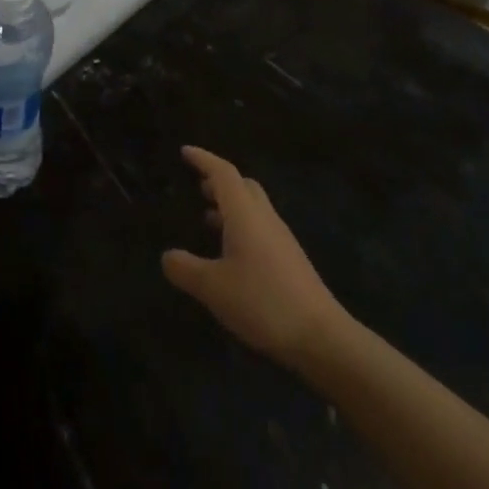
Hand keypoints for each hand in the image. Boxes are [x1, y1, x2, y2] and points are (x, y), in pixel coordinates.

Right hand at [162, 146, 347, 367]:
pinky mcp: (290, 260)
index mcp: (245, 215)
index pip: (223, 173)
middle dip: (220, 181)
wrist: (321, 336)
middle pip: (243, 186)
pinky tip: (231, 253)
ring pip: (254, 208)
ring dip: (231, 206)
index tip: (185, 151)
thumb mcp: (213, 288)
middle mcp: (265, 219)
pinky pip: (261, 228)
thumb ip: (186, 269)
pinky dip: (241, 227)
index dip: (203, 159)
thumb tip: (167, 256)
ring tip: (208, 217)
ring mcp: (281, 239)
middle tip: (199, 186)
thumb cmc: (263, 302)